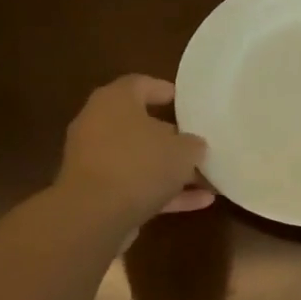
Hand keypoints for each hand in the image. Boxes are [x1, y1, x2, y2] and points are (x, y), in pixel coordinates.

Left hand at [57, 75, 213, 226]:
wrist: (94, 215)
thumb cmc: (140, 165)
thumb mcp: (183, 150)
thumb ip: (193, 144)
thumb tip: (193, 146)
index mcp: (115, 101)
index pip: (140, 84)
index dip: (164, 90)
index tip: (187, 102)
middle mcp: (99, 125)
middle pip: (140, 125)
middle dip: (171, 137)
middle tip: (198, 143)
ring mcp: (96, 161)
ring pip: (140, 160)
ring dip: (171, 170)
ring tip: (207, 178)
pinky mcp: (98, 193)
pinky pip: (137, 187)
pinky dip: (165, 193)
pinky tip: (201, 202)